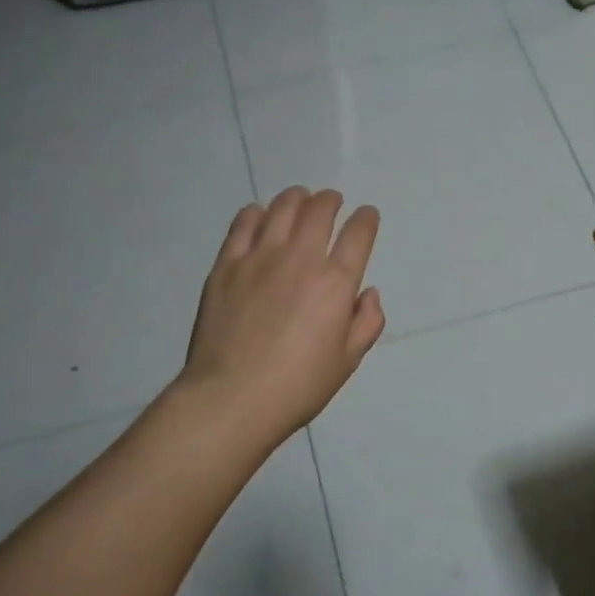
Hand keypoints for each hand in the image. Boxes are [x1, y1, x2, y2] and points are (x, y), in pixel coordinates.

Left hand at [180, 188, 384, 448]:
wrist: (231, 397)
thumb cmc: (297, 386)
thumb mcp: (347, 361)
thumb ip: (366, 322)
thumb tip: (367, 293)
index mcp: (336, 283)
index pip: (359, 234)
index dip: (366, 219)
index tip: (367, 215)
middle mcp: (300, 259)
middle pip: (319, 211)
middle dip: (331, 200)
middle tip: (332, 201)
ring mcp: (260, 258)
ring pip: (282, 209)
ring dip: (296, 198)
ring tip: (299, 199)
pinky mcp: (227, 265)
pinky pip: (243, 224)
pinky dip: (256, 213)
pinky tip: (259, 215)